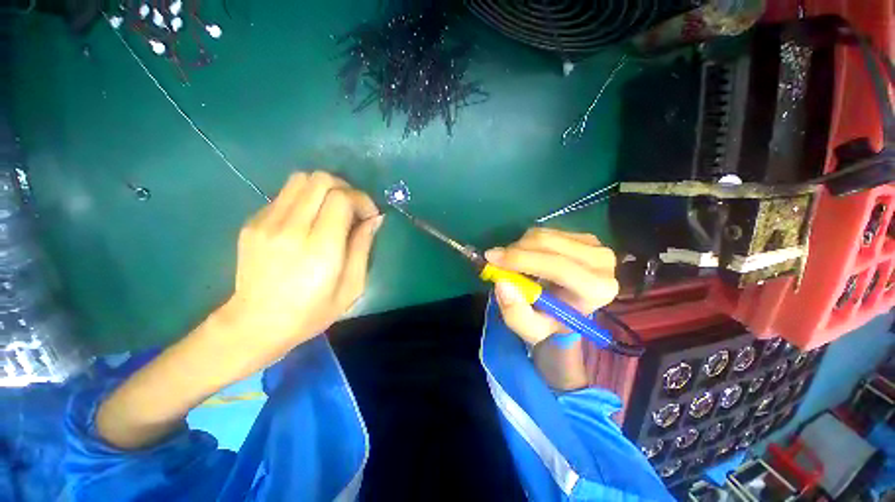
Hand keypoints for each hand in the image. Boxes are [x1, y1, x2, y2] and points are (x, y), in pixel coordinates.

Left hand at [222, 171, 381, 358]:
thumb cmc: (312, 311)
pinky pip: (285, 195)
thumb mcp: (352, 285)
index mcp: (320, 248)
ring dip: (324, 189)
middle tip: (352, 208)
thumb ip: (363, 246)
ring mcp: (266, 223)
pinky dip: (304, 200)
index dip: (361, 199)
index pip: (341, 198)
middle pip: (320, 180)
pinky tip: (308, 222)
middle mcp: (290, 228)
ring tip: (332, 210)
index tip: (369, 215)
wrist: (256, 323)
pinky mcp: (252, 222)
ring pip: (300, 179)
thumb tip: (374, 218)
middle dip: (344, 188)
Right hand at [485, 228, 617, 345]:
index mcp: (597, 290)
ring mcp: (594, 245)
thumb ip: (516, 313)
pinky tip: (526, 257)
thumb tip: (502, 283)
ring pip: (544, 235)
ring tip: (511, 263)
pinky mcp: (583, 236)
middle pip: (550, 245)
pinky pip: (546, 231)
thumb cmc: (550, 322)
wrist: (567, 311)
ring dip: (519, 246)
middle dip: (516, 251)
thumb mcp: (530, 329)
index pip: (558, 267)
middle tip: (494, 259)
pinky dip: (527, 242)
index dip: (522, 261)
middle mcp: (602, 263)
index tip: (492, 259)